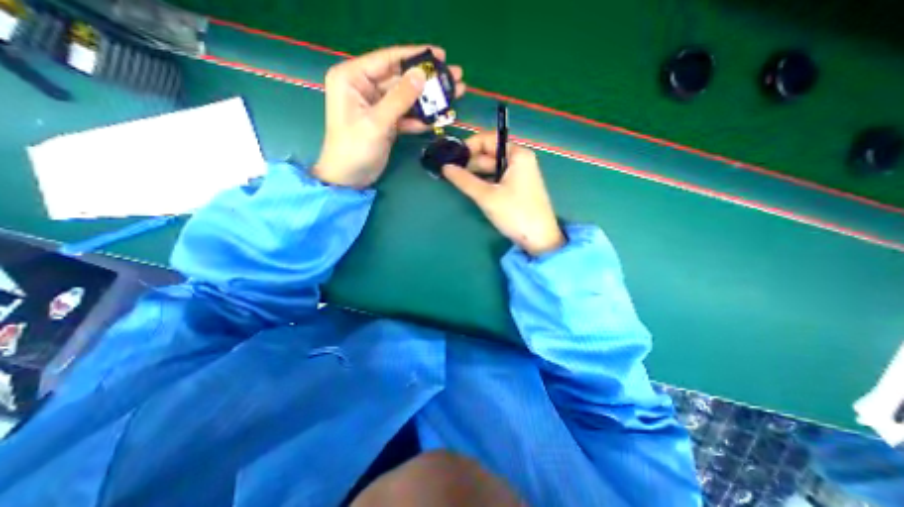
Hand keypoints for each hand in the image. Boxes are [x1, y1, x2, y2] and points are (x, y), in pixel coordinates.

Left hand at [315, 43, 465, 187]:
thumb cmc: (355, 148)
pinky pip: (405, 115)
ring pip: (406, 98)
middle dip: (427, 81)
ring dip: (428, 100)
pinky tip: (437, 119)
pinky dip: (419, 119)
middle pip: (401, 79)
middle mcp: (364, 87)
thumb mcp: (377, 122)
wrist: (349, 178)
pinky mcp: (385, 122)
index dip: (415, 56)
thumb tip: (421, 74)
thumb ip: (399, 98)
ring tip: (453, 96)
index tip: (441, 55)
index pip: (387, 60)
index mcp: (352, 78)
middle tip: (454, 77)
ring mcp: (376, 106)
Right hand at [440, 133, 563, 254]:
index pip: (488, 140)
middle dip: (470, 162)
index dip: (468, 146)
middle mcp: (520, 160)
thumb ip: (464, 180)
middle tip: (450, 172)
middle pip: (490, 154)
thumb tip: (445, 167)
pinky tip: (472, 189)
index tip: (451, 156)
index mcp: (517, 155)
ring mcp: (520, 175)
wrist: (539, 239)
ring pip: (493, 168)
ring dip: (475, 173)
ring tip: (457, 180)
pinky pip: (497, 179)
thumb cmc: (515, 213)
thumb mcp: (487, 196)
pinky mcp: (518, 188)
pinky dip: (484, 182)